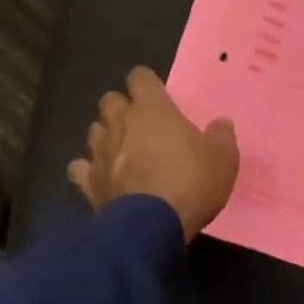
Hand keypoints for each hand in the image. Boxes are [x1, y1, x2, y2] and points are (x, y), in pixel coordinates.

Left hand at [68, 67, 239, 241]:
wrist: (152, 226)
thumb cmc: (191, 183)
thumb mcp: (223, 159)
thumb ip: (221, 136)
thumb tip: (221, 123)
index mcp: (153, 109)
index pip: (140, 77)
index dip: (146, 82)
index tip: (156, 93)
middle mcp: (121, 123)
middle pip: (110, 100)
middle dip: (120, 106)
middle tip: (138, 121)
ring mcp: (101, 153)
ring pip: (94, 131)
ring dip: (105, 135)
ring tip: (119, 148)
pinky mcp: (89, 183)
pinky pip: (80, 168)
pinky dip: (88, 169)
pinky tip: (98, 177)